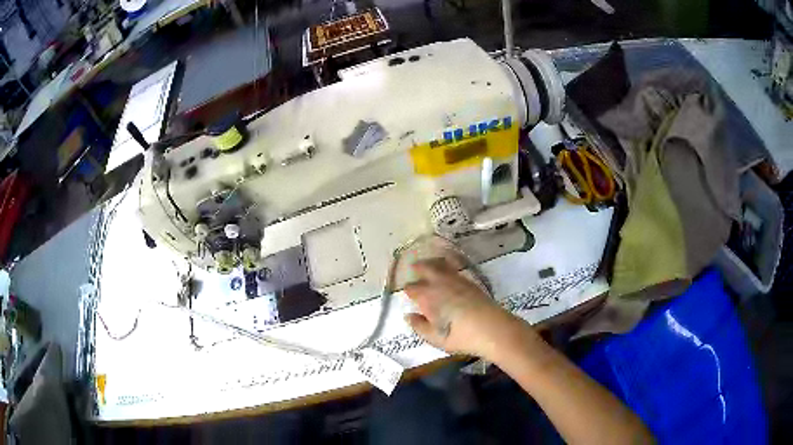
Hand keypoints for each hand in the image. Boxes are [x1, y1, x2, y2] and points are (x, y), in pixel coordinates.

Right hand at [403, 258, 525, 359]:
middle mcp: (440, 283)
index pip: (413, 288)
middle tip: (413, 267)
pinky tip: (448, 268)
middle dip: (419, 267)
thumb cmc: (461, 337)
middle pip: (426, 268)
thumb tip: (409, 316)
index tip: (407, 292)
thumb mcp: (436, 338)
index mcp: (428, 297)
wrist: (493, 329)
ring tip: (429, 263)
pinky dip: (447, 264)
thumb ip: (420, 326)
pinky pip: (454, 268)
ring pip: (441, 265)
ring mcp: (457, 280)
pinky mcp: (470, 281)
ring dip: (432, 262)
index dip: (408, 290)